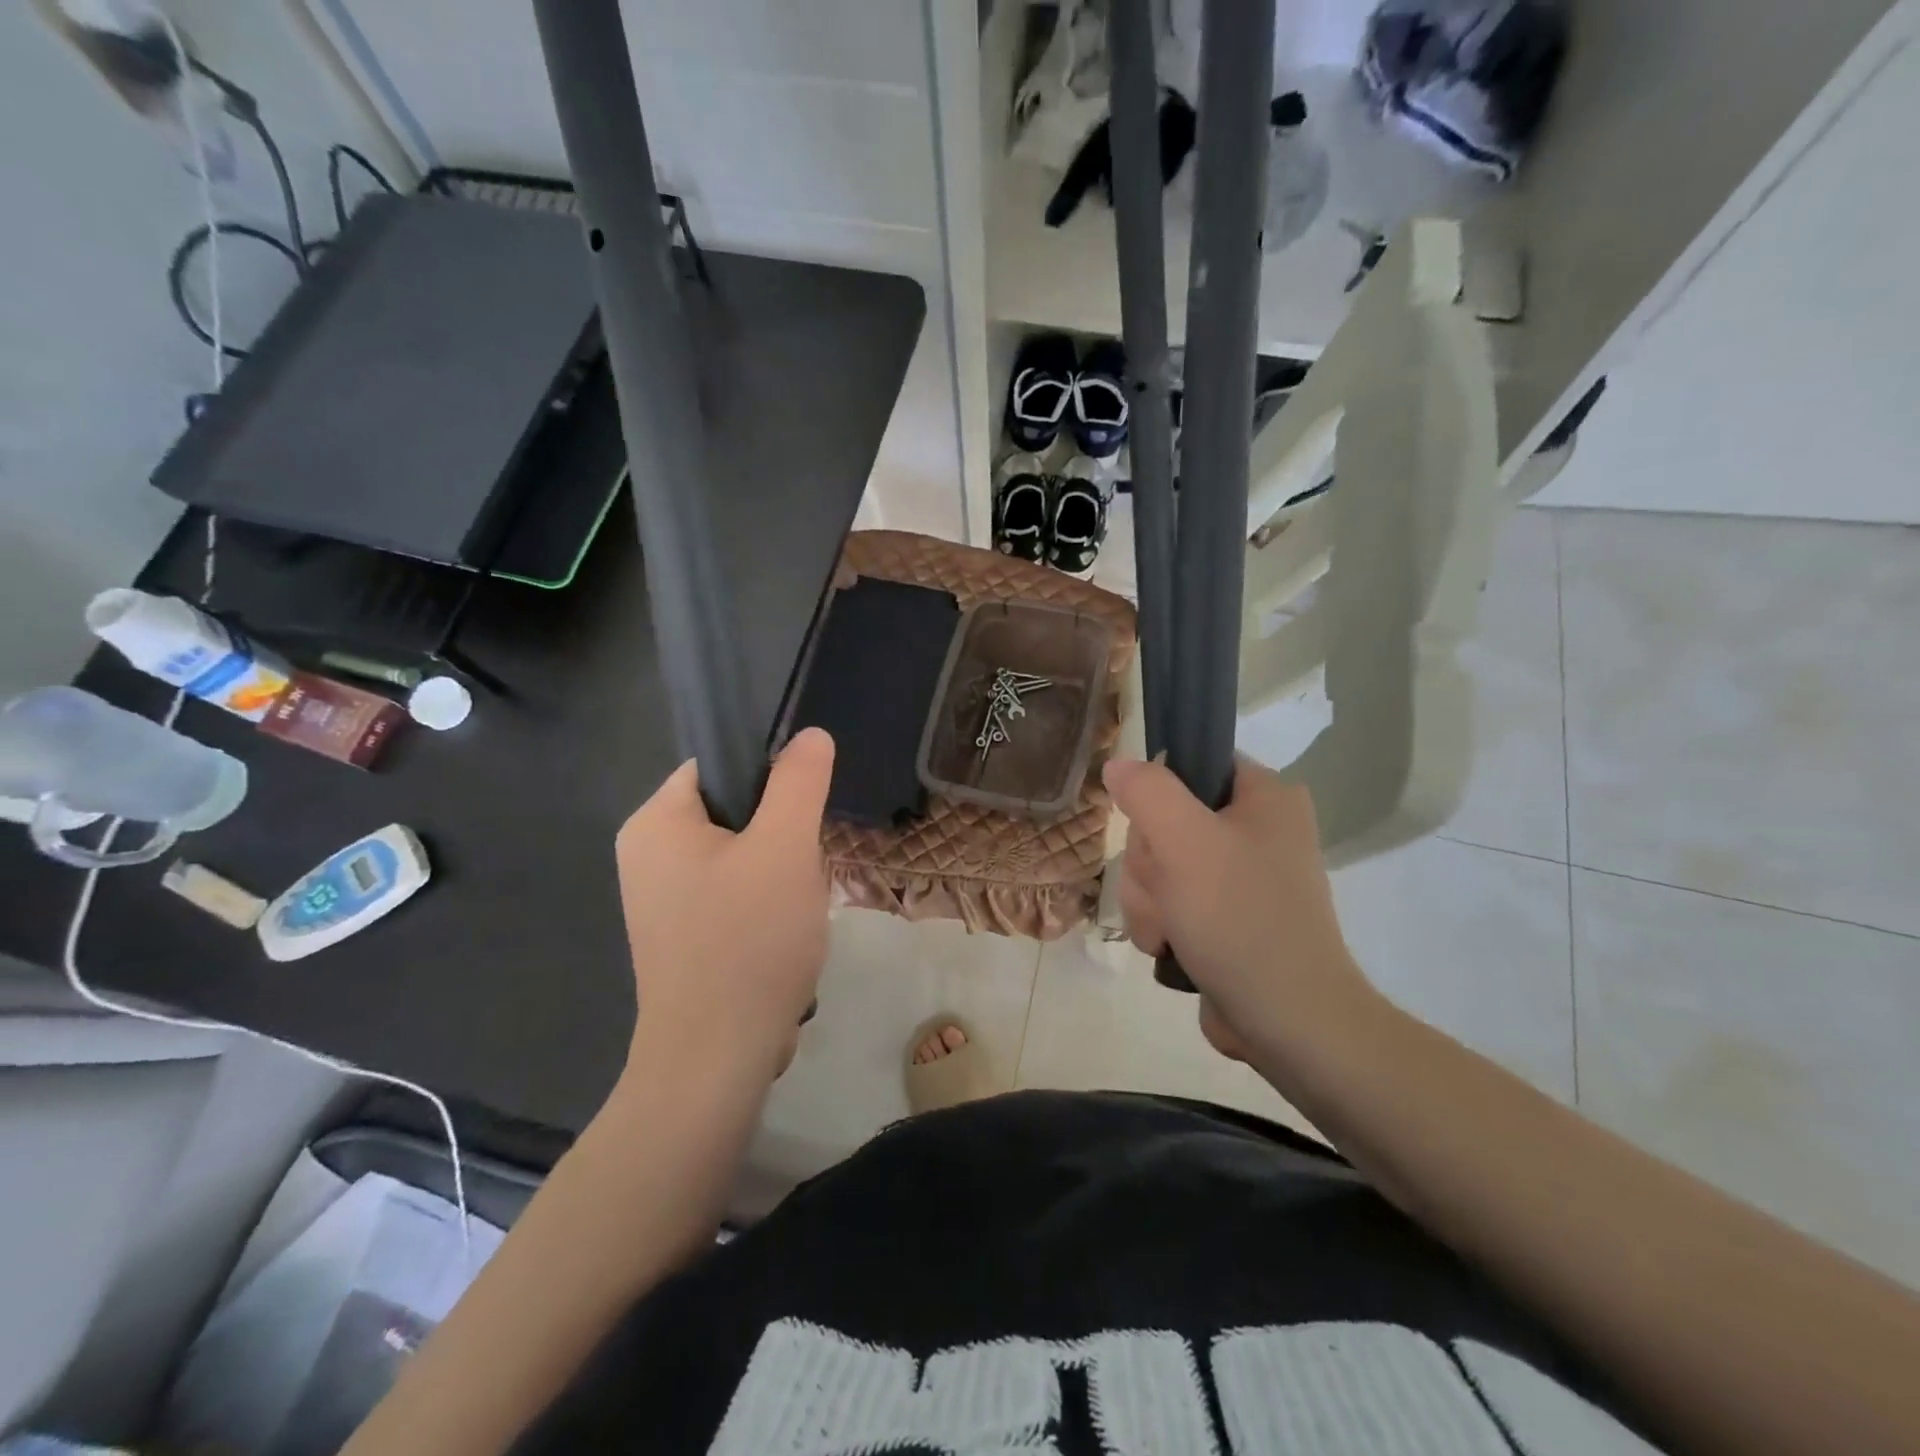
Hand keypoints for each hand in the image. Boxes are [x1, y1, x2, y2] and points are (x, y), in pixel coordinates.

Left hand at [614, 728, 834, 1086]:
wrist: (717, 1059)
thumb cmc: (748, 941)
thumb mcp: (785, 848)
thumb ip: (799, 782)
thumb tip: (810, 735)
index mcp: (655, 822)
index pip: (720, 766)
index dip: (771, 780)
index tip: (804, 816)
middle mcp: (646, 855)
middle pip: (736, 811)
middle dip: (782, 837)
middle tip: (802, 870)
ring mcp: (662, 900)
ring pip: (743, 855)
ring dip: (781, 874)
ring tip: (796, 909)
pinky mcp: (683, 935)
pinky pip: (734, 894)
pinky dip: (766, 905)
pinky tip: (784, 935)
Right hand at [1103, 755, 1374, 1064]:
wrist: (1288, 1023)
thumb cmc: (1240, 918)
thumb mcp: (1186, 842)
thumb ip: (1147, 792)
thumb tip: (1119, 766)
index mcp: (1266, 797)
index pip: (1192, 763)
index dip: (1159, 794)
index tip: (1157, 830)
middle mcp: (1257, 830)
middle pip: (1164, 820)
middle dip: (1150, 863)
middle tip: (1169, 890)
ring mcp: (1240, 878)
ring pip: (1158, 866)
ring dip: (1149, 899)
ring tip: (1172, 931)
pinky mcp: (1226, 918)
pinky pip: (1169, 901)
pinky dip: (1161, 924)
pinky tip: (1173, 947)